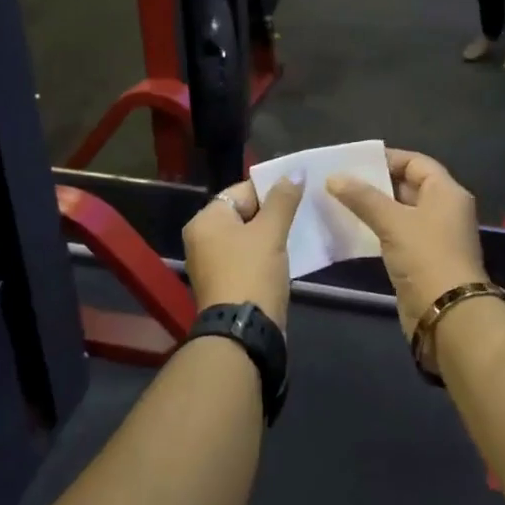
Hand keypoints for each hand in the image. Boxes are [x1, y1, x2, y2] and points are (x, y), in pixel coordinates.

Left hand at [182, 178, 304, 327]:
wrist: (243, 332)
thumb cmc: (252, 273)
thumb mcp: (270, 232)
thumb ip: (283, 200)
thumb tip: (295, 172)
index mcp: (205, 220)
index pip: (241, 191)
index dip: (270, 190)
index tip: (298, 193)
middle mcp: (202, 238)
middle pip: (243, 213)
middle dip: (272, 213)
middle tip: (302, 213)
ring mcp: (211, 263)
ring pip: (247, 238)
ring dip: (271, 235)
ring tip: (300, 232)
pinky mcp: (225, 283)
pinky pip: (247, 258)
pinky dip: (265, 255)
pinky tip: (288, 257)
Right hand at [326, 149, 486, 335]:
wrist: (447, 313)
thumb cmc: (425, 256)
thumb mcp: (392, 221)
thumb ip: (362, 197)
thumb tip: (334, 177)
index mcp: (446, 192)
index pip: (416, 162)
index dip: (387, 158)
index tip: (354, 161)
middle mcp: (444, 209)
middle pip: (408, 186)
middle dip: (375, 183)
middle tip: (340, 180)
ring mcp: (434, 236)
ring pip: (400, 212)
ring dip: (373, 208)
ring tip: (339, 201)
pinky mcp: (422, 259)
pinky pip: (397, 234)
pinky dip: (377, 229)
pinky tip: (352, 229)